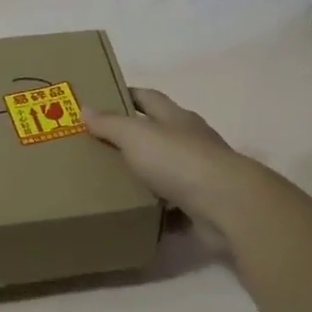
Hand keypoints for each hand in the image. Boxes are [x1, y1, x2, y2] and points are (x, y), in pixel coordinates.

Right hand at [89, 88, 251, 254]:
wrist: (226, 205)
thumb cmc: (178, 160)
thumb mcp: (136, 135)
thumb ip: (111, 124)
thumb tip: (86, 108)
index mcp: (176, 118)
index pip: (148, 97)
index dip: (127, 95)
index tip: (102, 99)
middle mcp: (190, 141)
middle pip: (158, 133)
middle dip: (132, 138)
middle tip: (98, 147)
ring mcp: (199, 174)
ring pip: (166, 171)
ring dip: (145, 176)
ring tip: (113, 184)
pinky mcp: (203, 205)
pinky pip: (174, 206)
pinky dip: (158, 211)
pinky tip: (138, 216)